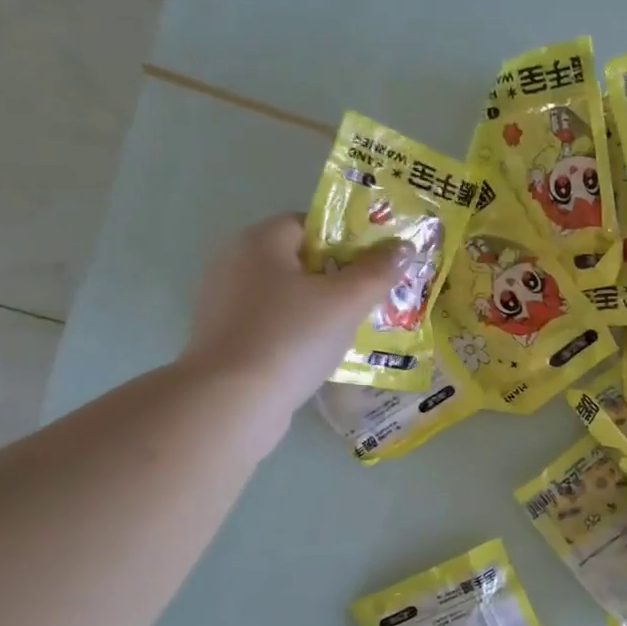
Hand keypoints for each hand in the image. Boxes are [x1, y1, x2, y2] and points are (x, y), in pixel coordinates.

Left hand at [178, 214, 404, 413]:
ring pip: (285, 294)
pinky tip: (317, 354)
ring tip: (350, 331)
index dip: (346, 240)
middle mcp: (234, 261)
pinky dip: (295, 332)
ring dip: (317, 308)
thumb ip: (378, 270)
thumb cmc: (291, 337)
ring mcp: (223, 302)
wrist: (231, 401)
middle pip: (298, 259)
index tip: (373, 267)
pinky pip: (270, 323)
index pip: (309, 223)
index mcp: (259, 240)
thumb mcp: (347, 301)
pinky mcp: (223, 337)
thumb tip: (403, 247)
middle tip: (370, 300)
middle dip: (336, 277)